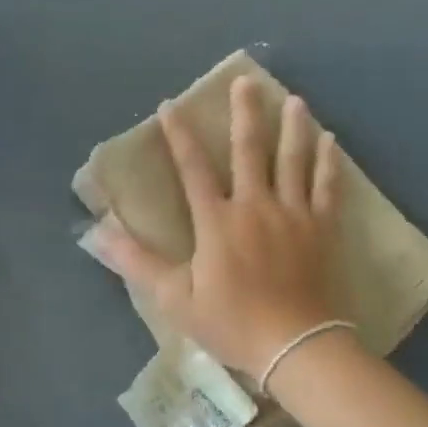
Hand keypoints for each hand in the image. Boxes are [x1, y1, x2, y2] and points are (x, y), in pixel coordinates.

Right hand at [94, 76, 342, 380]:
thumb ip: (137, 261)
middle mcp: (255, 205)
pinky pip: (327, 187)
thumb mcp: (174, 297)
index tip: (170, 105)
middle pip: (249, 149)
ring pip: (293, 160)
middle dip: (245, 113)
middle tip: (247, 81)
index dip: (178, 135)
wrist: (294, 345)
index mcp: (217, 220)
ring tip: (294, 100)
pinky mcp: (322, 228)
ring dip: (292, 127)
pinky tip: (331, 140)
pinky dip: (328, 162)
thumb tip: (97, 233)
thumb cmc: (231, 322)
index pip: (193, 167)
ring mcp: (293, 214)